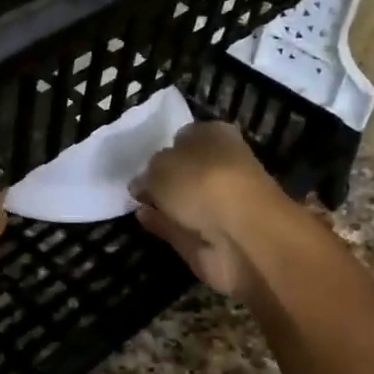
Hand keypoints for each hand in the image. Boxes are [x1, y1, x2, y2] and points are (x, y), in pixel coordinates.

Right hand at [129, 122, 293, 296]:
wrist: (240, 237)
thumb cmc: (203, 182)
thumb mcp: (161, 164)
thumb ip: (147, 172)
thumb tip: (141, 183)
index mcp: (216, 136)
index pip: (186, 135)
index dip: (165, 145)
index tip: (142, 157)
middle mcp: (220, 167)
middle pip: (185, 169)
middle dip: (162, 175)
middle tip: (133, 181)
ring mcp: (216, 204)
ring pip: (182, 198)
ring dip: (161, 200)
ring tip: (132, 200)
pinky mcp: (209, 236)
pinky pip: (177, 224)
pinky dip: (161, 222)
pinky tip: (141, 217)